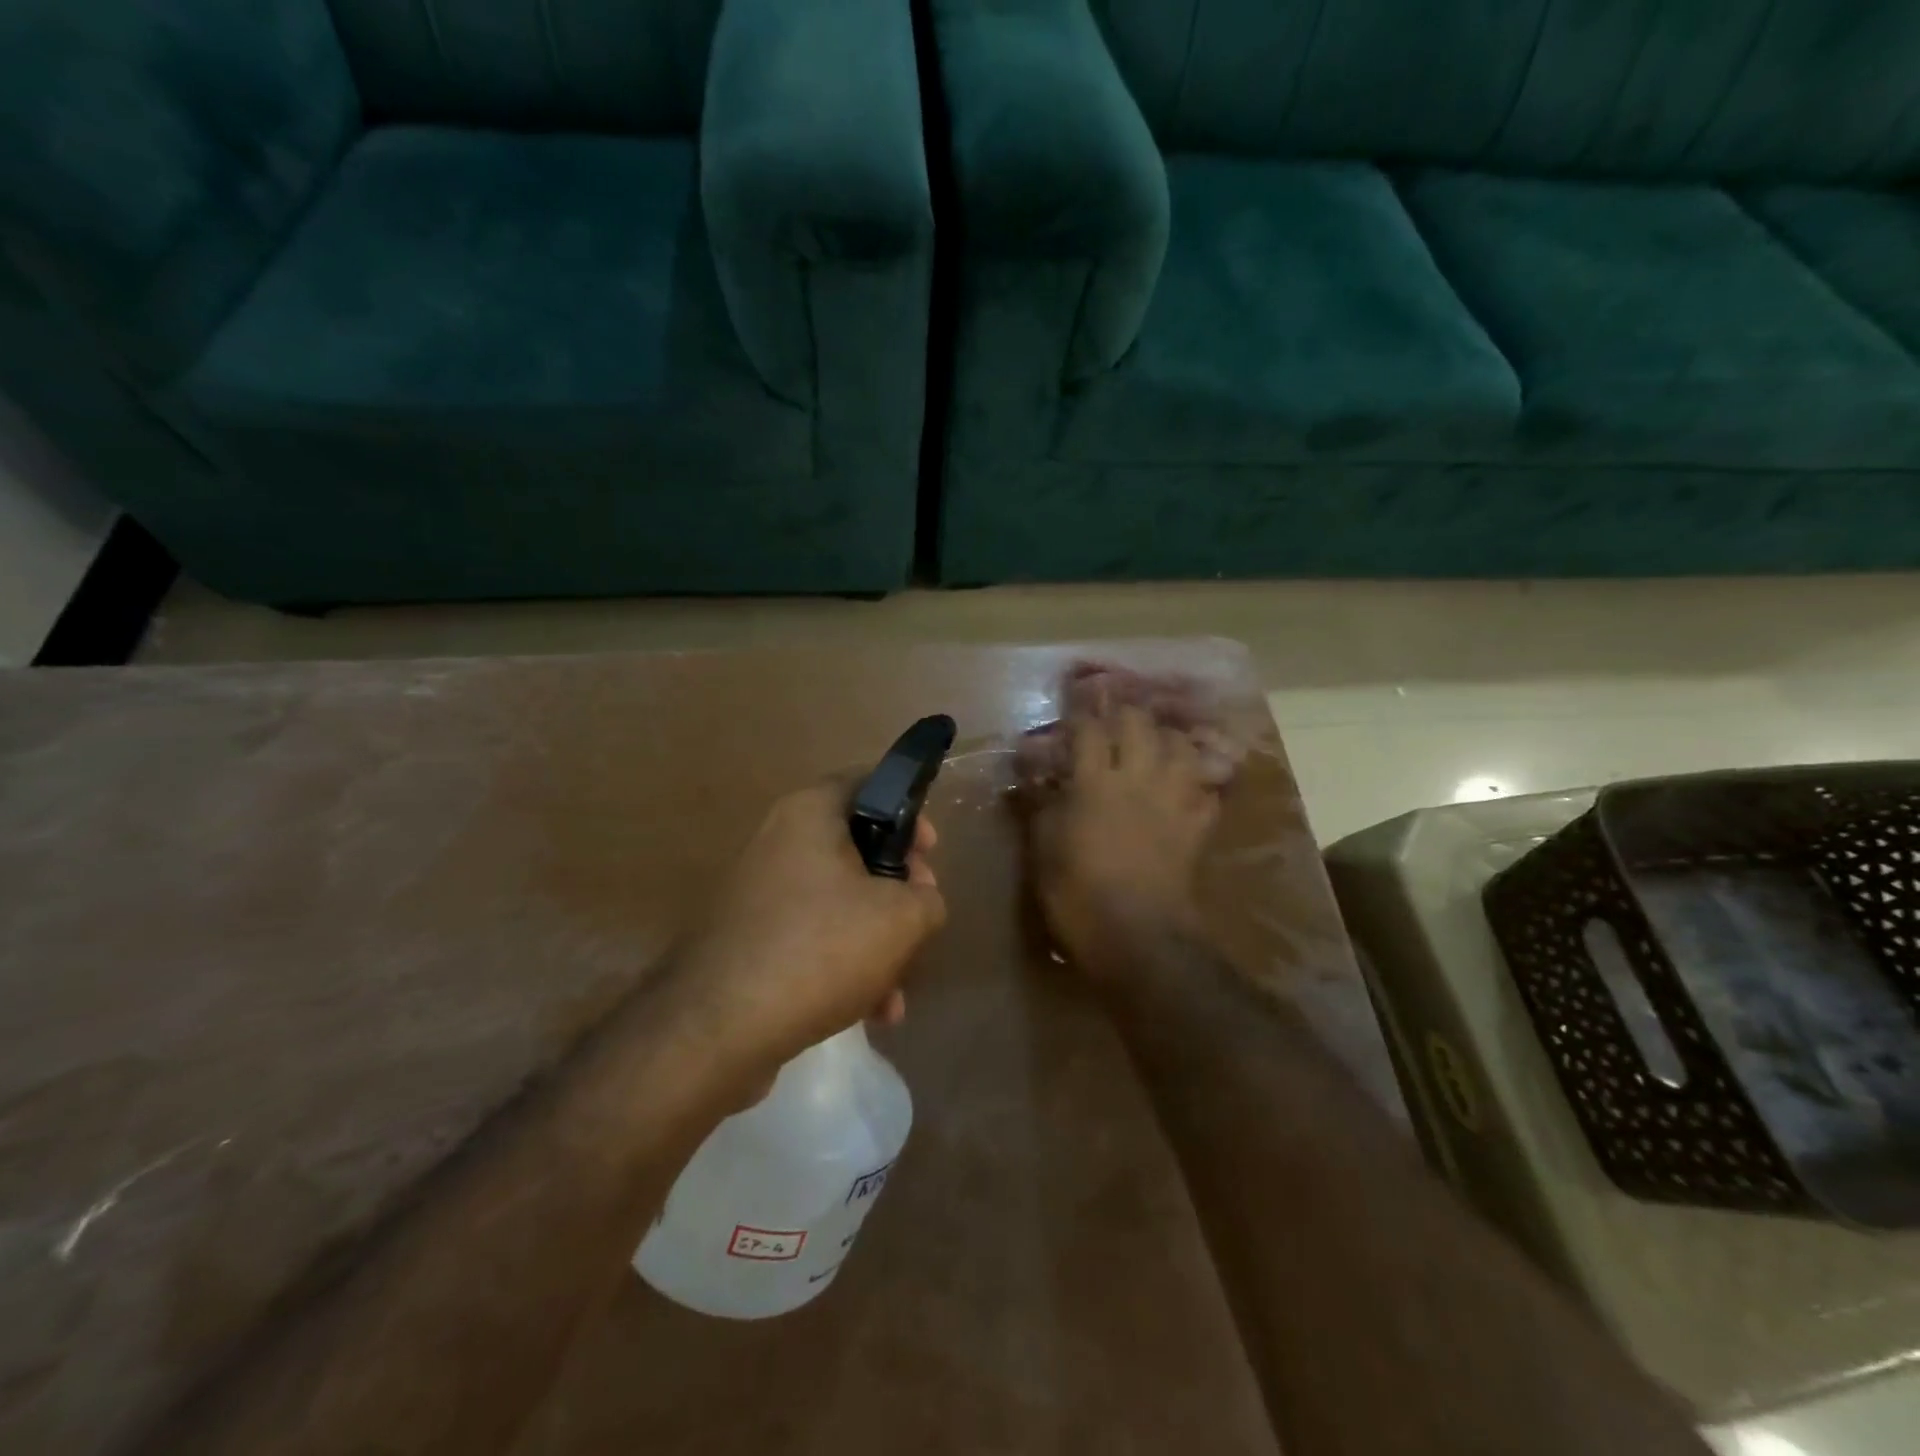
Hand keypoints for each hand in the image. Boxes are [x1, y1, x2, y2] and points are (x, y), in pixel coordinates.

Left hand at [674, 780, 946, 1072]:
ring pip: (837, 903)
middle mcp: (779, 841)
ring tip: (895, 995)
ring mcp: (759, 892)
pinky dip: (842, 965)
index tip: (931, 854)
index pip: (869, 784)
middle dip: (898, 893)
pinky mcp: (748, 939)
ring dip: (875, 942)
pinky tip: (868, 1012)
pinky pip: (810, 938)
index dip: (910, 813)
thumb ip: (928, 899)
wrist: (715, 1029)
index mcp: (810, 813)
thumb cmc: (819, 948)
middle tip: (919, 923)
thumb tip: (919, 901)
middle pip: (857, 851)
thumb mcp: (901, 919)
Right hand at [1027, 706, 1219, 978]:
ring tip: (1154, 740)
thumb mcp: (1043, 850)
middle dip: (1125, 712)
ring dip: (1165, 737)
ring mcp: (1174, 800)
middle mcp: (1138, 778)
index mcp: (1094, 782)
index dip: (1081, 709)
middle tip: (1115, 713)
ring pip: (1180, 747)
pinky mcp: (1198, 825)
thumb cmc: (1078, 894)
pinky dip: (1197, 780)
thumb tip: (1034, 779)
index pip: (1089, 729)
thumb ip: (1040, 807)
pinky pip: (1206, 789)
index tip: (1076, 696)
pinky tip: (1187, 783)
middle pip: (1139, 725)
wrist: (1138, 937)